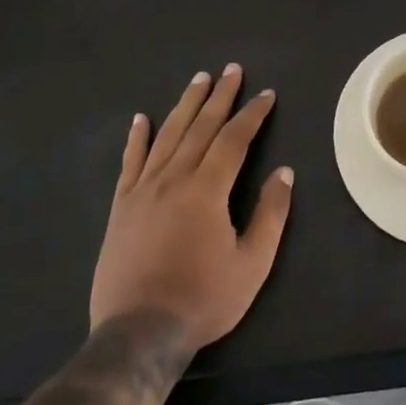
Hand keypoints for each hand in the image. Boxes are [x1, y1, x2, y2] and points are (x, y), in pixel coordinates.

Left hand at [89, 65, 294, 353]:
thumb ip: (270, 215)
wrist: (138, 334)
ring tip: (198, 80)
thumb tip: (284, 172)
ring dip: (185, 105)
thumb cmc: (202, 300)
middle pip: (200, 127)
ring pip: (167, 136)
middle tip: (231, 70)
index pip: (234, 139)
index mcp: (207, 190)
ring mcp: (143, 190)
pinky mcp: (121, 207)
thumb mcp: (252, 264)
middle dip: (219, 97)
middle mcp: (174, 179)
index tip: (266, 94)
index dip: (252, 114)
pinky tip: (141, 119)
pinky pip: (130, 162)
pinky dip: (137, 138)